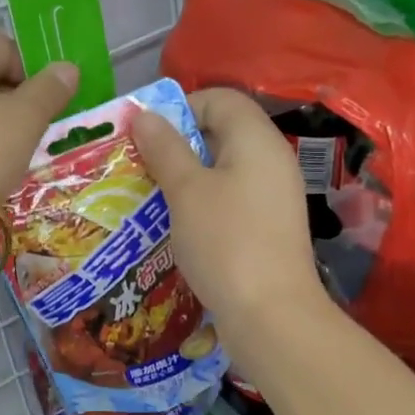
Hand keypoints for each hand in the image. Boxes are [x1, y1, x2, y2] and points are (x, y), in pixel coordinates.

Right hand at [131, 88, 323, 326]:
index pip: (220, 98)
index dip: (181, 107)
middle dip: (178, 144)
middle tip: (142, 166)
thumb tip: (144, 114)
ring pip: (223, 168)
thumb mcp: (185, 191)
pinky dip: (203, 202)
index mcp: (256, 140)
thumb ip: (165, 148)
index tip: (148, 136)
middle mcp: (271, 159)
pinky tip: (178, 225)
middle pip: (222, 131)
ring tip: (152, 196)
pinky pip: (231, 197)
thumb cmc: (225, 241)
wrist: (271, 315)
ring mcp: (273, 195)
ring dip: (186, 176)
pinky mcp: (268, 226)